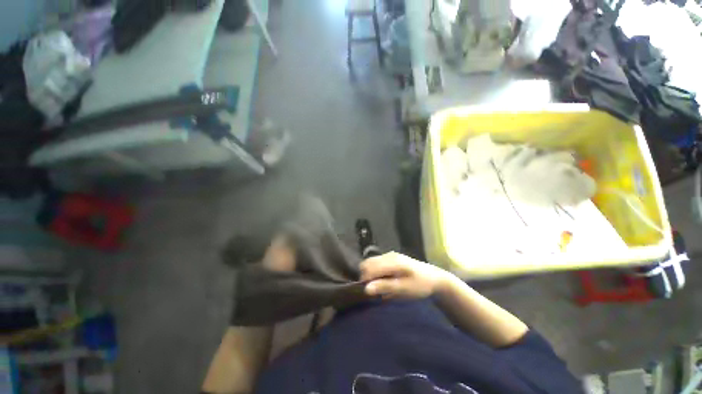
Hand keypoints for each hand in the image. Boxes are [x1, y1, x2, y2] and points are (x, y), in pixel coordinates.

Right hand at [359, 252, 453, 298]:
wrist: (435, 278)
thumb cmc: (421, 285)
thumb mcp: (404, 289)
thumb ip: (385, 287)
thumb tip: (366, 289)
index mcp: (392, 262)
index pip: (370, 267)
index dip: (365, 280)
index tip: (368, 293)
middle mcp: (389, 255)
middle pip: (368, 263)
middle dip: (366, 277)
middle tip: (373, 291)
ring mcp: (390, 255)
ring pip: (371, 262)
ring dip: (370, 274)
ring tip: (378, 287)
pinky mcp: (391, 258)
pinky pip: (377, 263)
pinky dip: (375, 272)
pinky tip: (383, 281)